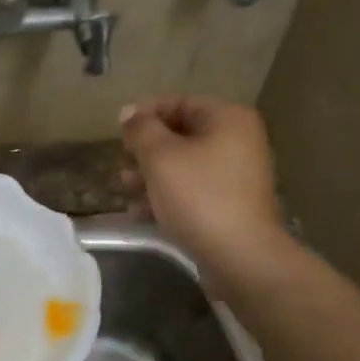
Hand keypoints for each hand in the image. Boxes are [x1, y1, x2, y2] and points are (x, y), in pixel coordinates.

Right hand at [120, 95, 283, 276]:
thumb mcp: (161, 157)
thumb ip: (141, 129)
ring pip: (183, 165)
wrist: (241, 257)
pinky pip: (192, 190)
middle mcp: (237, 141)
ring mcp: (235, 175)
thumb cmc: (199, 197)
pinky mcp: (229, 205)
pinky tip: (140, 213)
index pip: (179, 102)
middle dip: (145, 151)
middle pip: (180, 135)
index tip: (118, 133)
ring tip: (126, 191)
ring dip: (150, 176)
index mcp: (228, 119)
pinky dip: (166, 196)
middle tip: (121, 166)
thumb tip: (129, 113)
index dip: (144, 114)